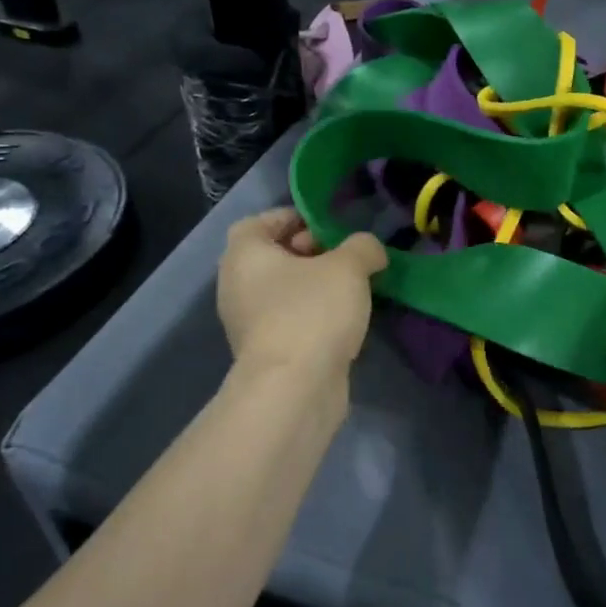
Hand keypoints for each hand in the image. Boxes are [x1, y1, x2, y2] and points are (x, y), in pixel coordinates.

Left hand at [218, 209, 386, 380]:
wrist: (294, 389)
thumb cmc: (312, 312)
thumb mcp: (348, 266)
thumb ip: (362, 247)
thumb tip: (369, 250)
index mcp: (243, 255)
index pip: (259, 222)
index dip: (292, 217)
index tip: (326, 225)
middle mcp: (236, 286)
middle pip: (272, 256)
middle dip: (309, 252)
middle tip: (343, 257)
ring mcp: (248, 323)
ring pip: (282, 291)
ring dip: (314, 286)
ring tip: (351, 289)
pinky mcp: (266, 353)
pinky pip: (289, 320)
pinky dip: (312, 315)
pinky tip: (343, 321)